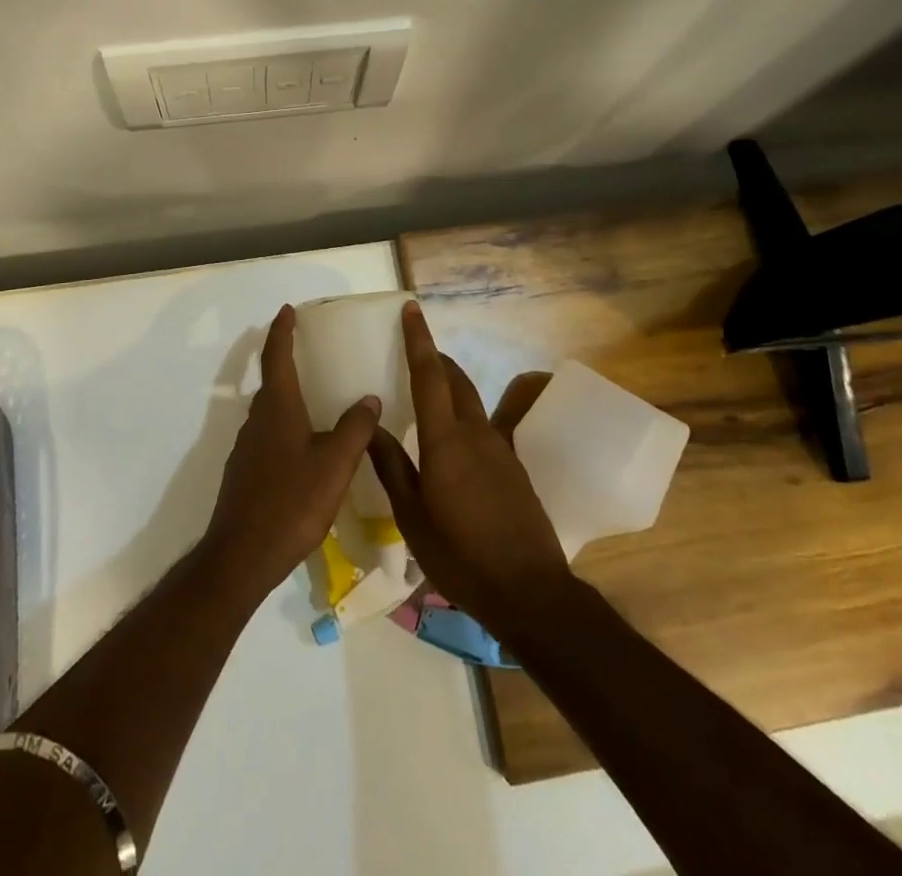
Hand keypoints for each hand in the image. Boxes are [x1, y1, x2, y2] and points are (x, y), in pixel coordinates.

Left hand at [201, 305, 382, 600]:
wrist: (243, 555)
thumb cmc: (292, 501)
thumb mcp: (335, 464)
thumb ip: (355, 428)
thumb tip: (369, 398)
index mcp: (278, 408)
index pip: (277, 356)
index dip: (282, 331)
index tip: (287, 310)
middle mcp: (257, 420)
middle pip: (271, 382)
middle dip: (286, 362)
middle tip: (310, 353)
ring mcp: (246, 447)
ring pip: (269, 411)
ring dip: (287, 397)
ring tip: (314, 400)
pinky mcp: (244, 472)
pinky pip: (267, 436)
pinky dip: (284, 427)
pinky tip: (303, 448)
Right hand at [367, 302, 571, 633]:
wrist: (530, 591)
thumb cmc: (461, 556)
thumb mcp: (412, 517)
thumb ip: (391, 467)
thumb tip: (371, 426)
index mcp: (446, 441)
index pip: (430, 376)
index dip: (419, 340)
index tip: (411, 310)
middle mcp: (476, 434)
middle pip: (455, 380)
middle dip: (435, 358)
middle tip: (413, 351)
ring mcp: (499, 449)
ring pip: (471, 402)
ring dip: (450, 387)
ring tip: (426, 394)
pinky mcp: (513, 468)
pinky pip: (483, 427)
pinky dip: (462, 417)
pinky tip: (451, 444)